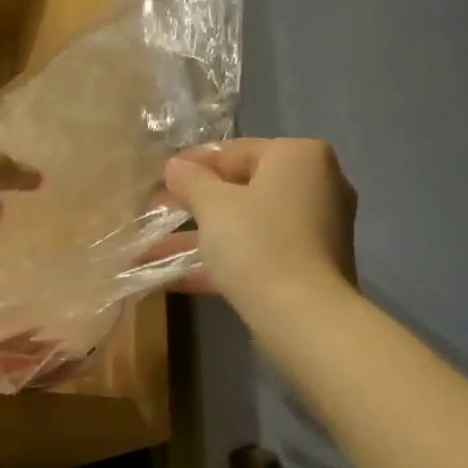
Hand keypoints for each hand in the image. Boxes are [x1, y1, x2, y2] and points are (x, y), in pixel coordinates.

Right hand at [158, 139, 356, 315]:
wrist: (304, 317)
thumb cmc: (257, 243)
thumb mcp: (212, 205)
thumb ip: (190, 180)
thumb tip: (174, 166)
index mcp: (299, 156)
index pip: (236, 151)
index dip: (193, 165)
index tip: (160, 179)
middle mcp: (317, 185)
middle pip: (243, 189)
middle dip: (194, 206)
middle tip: (156, 212)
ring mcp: (316, 229)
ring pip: (247, 225)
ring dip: (200, 238)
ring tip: (150, 251)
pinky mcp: (309, 267)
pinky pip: (259, 253)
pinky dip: (223, 261)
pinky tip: (175, 279)